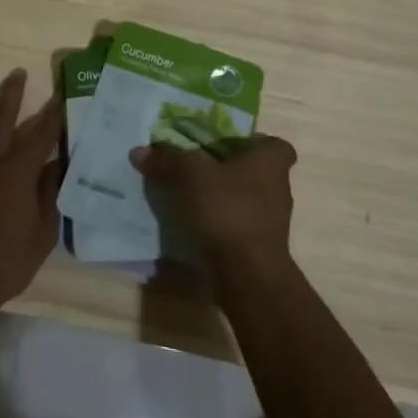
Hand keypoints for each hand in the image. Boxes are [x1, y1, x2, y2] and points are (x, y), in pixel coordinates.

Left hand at [0, 69, 63, 316]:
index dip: (52, 114)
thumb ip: (49, 195)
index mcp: (17, 172)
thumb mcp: (43, 233)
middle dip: (11, 94)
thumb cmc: (7, 261)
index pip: (40, 134)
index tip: (60, 95)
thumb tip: (56, 166)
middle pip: (0, 119)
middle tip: (17, 73)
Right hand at [130, 134, 296, 275]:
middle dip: (230, 169)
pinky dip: (220, 223)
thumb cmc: (228, 210)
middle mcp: (278, 189)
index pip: (276, 145)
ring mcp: (271, 222)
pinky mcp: (260, 247)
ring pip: (246, 199)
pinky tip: (194, 224)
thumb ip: (168, 159)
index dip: (254, 142)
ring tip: (189, 196)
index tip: (228, 144)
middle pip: (256, 171)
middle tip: (197, 166)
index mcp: (270, 162)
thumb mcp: (190, 174)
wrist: (247, 275)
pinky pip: (237, 225)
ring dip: (223, 197)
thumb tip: (140, 151)